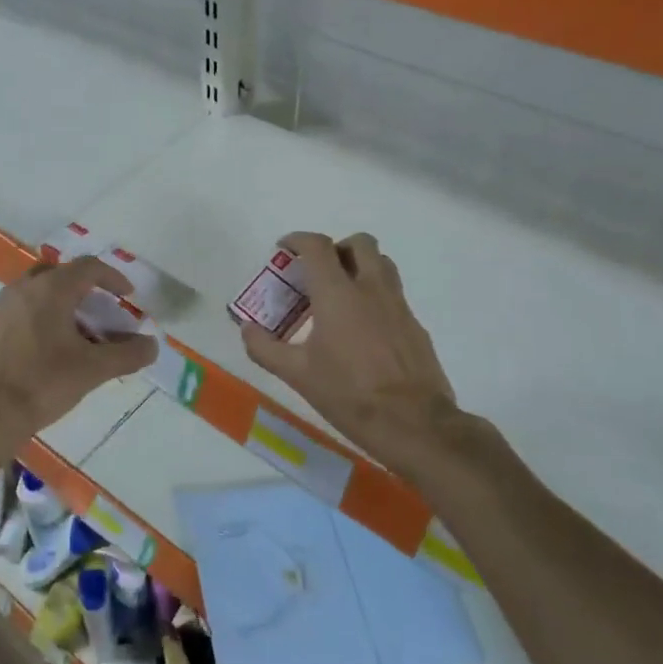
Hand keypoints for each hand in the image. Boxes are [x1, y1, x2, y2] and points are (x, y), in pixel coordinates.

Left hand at [0, 257, 157, 462]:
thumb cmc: (40, 384)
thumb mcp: (92, 370)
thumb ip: (127, 355)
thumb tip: (152, 345)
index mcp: (50, 289)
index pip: (88, 267)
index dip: (113, 277)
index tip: (128, 295)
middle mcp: (22, 290)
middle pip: (59, 276)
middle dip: (84, 290)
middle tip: (100, 314)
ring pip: (36, 296)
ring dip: (60, 308)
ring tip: (76, 340)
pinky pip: (19, 315)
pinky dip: (39, 323)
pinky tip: (45, 357)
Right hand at [240, 232, 460, 471]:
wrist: (414, 424)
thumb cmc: (349, 394)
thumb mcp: (298, 375)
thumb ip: (265, 348)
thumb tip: (246, 328)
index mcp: (338, 294)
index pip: (318, 246)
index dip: (298, 239)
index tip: (284, 248)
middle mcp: (371, 289)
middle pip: (360, 243)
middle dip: (337, 247)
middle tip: (319, 271)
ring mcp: (399, 306)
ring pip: (383, 264)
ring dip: (361, 266)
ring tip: (342, 294)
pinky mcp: (416, 326)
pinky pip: (395, 296)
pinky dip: (376, 297)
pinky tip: (364, 330)